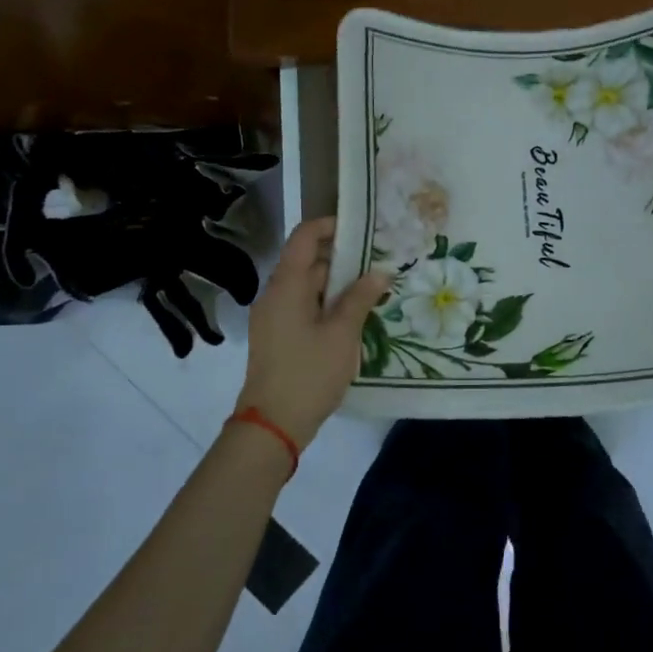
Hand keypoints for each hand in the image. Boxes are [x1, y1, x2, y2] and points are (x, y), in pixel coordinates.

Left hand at [236, 217, 390, 449]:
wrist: (272, 425)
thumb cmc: (309, 373)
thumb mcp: (342, 334)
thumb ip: (360, 298)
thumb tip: (380, 271)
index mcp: (286, 285)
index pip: (304, 237)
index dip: (330, 226)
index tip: (361, 229)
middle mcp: (275, 294)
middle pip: (306, 261)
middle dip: (342, 257)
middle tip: (378, 260)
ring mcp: (274, 317)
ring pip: (307, 286)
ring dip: (337, 283)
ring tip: (372, 287)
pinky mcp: (278, 336)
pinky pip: (303, 306)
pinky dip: (326, 303)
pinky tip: (353, 315)